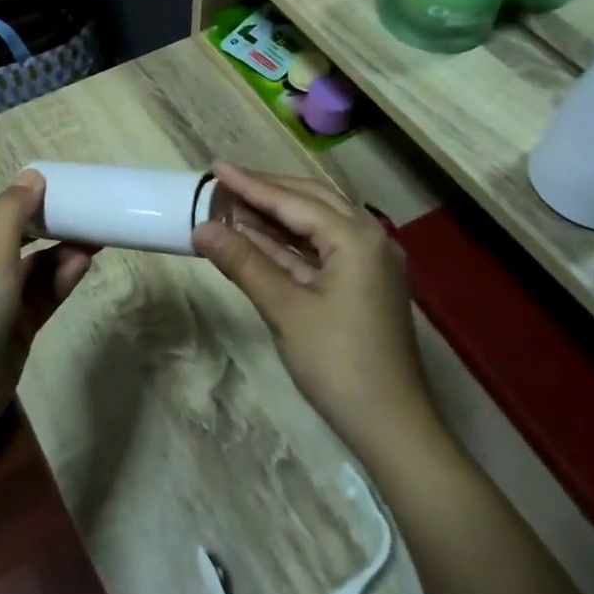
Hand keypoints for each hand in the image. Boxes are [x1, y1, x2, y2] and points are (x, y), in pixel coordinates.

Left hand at [0, 170, 95, 456]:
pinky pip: (42, 295)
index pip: (2, 211)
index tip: (72, 188)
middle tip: (93, 214)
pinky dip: (60, 281)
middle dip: (55, 227)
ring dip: (62, 254)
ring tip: (96, 241)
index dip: (35, 199)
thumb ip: (14, 213)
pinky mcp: (16, 326)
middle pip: (23, 238)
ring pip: (37, 267)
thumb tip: (33, 175)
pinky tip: (82, 266)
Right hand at [191, 163, 431, 451]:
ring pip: (318, 225)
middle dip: (267, 192)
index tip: (216, 168)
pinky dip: (291, 244)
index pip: (294, 201)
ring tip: (235, 206)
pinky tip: (260, 239)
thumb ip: (244, 262)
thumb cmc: (338, 363)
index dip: (252, 185)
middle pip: (311, 202)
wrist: (392, 426)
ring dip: (277, 217)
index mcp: (357, 237)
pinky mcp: (365, 284)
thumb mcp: (285, 309)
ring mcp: (371, 262)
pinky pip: (324, 249)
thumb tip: (200, 228)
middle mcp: (370, 238)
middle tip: (225, 183)